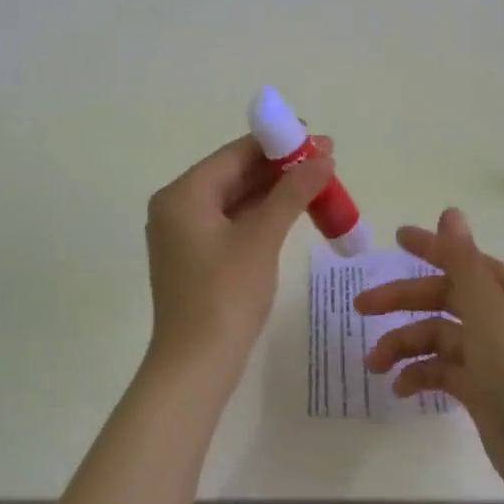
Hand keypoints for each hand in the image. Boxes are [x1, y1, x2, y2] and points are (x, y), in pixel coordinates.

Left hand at [143, 134, 335, 396]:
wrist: (196, 365)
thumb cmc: (225, 294)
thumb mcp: (262, 238)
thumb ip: (292, 192)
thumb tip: (323, 158)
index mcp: (183, 194)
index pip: (235, 154)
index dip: (278, 143)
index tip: (316, 138)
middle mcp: (177, 206)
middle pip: (234, 174)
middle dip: (280, 168)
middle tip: (326, 161)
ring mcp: (184, 234)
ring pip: (235, 199)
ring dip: (275, 191)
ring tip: (318, 183)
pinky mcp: (196, 257)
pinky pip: (231, 222)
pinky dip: (262, 215)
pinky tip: (293, 211)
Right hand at [355, 208, 503, 503]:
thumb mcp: (490, 314)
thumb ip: (464, 263)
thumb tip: (451, 213)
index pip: (462, 260)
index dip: (429, 247)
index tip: (395, 238)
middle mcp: (502, 319)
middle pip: (444, 298)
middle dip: (402, 301)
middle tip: (361, 308)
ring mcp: (494, 357)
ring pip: (439, 337)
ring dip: (405, 346)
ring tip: (375, 366)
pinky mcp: (485, 392)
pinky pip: (444, 372)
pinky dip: (421, 376)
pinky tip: (400, 389)